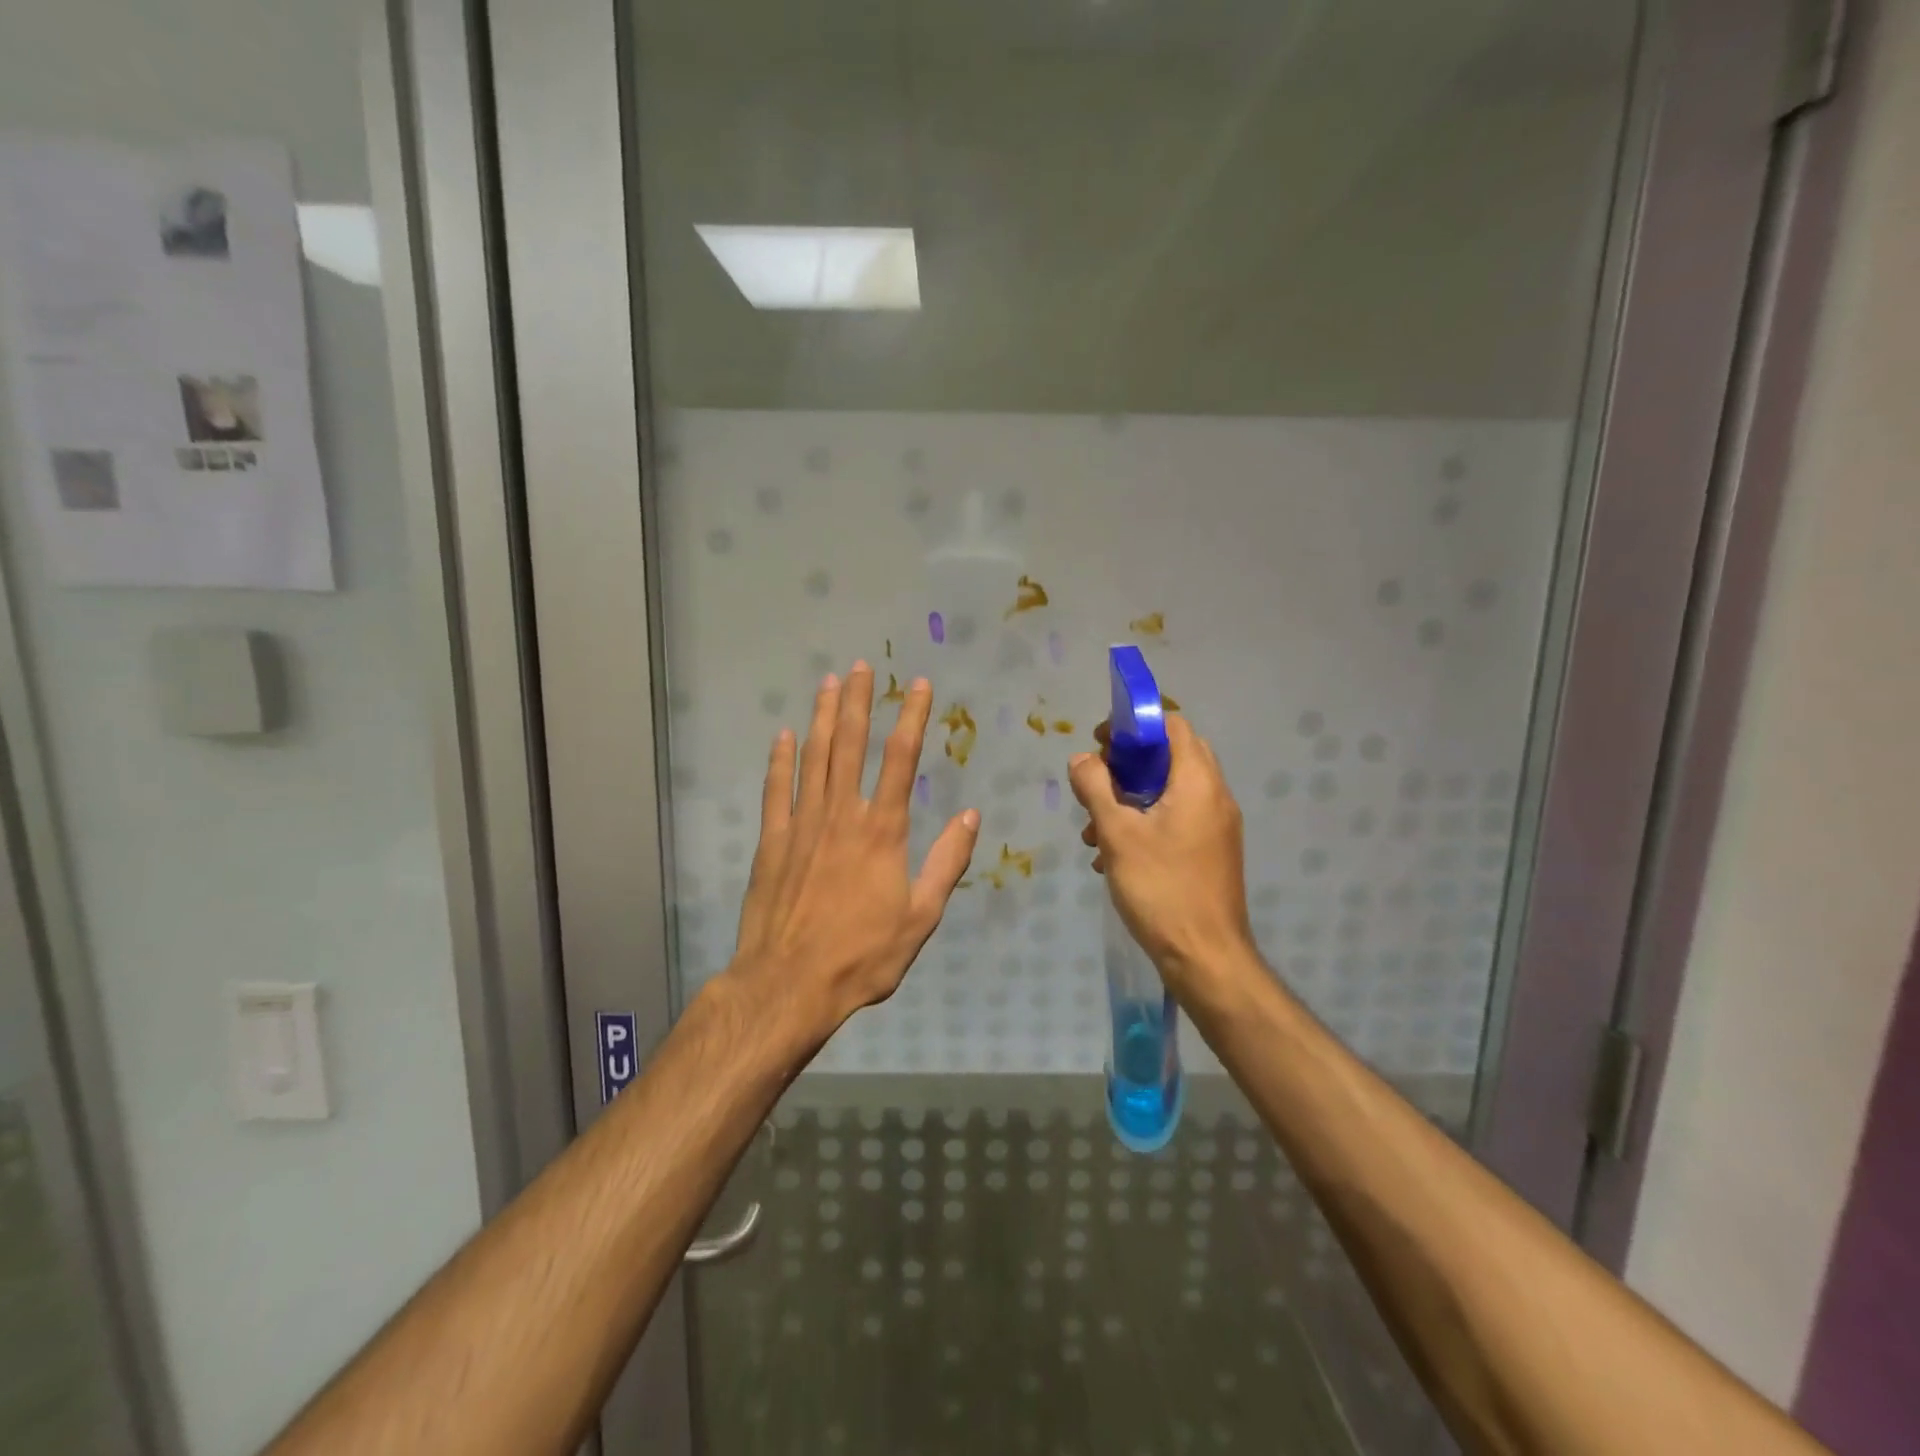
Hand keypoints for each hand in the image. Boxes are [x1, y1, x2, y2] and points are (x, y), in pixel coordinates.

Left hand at [725, 664, 979, 1038]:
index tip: (918, 685)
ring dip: (823, 718)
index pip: (901, 760)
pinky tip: (783, 735)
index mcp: (882, 830)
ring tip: (829, 684)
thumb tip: (973, 815)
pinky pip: (776, 790)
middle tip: (861, 667)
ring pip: (814, 758)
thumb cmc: (863, 955)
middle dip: (860, 703)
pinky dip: (780, 760)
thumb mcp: (921, 917)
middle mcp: (841, 815)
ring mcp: (801, 824)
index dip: (912, 718)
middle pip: (851, 745)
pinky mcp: (772, 841)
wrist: (790, 984)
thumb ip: (947, 862)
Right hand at [1069, 714, 1255, 992]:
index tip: (1101, 744)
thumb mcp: (1117, 833)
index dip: (1134, 725)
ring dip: (1130, 798)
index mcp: (1198, 782)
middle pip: (1170, 757)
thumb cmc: (1161, 888)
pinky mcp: (1210, 851)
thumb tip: (1081, 759)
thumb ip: (1096, 788)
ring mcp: (1216, 826)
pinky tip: (1112, 853)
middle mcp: (1215, 796)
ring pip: (1169, 791)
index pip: (1172, 726)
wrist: (1206, 957)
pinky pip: (1176, 819)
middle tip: (1096, 783)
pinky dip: (1144, 822)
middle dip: (1127, 765)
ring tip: (1094, 828)